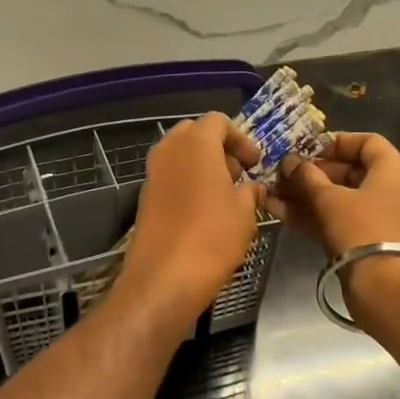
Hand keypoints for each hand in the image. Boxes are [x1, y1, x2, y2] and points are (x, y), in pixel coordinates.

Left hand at [117, 114, 265, 330]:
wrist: (164, 277)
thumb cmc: (212, 236)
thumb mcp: (244, 212)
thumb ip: (250, 192)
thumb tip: (251, 188)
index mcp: (195, 143)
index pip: (218, 121)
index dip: (240, 138)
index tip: (254, 162)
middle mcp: (168, 150)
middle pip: (194, 134)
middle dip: (218, 148)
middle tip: (238, 173)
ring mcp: (152, 174)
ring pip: (179, 156)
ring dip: (202, 167)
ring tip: (224, 195)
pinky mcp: (144, 198)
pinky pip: (169, 178)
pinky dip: (187, 183)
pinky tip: (204, 211)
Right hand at [266, 131, 399, 259]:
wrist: (385, 286)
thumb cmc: (362, 229)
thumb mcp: (330, 198)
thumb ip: (307, 177)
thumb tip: (289, 162)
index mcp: (391, 170)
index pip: (366, 142)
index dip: (335, 142)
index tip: (306, 149)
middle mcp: (387, 189)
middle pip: (348, 171)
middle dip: (311, 172)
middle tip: (281, 173)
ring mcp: (374, 217)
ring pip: (337, 198)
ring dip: (304, 195)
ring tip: (271, 192)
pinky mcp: (361, 241)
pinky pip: (334, 219)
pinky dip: (310, 214)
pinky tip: (277, 211)